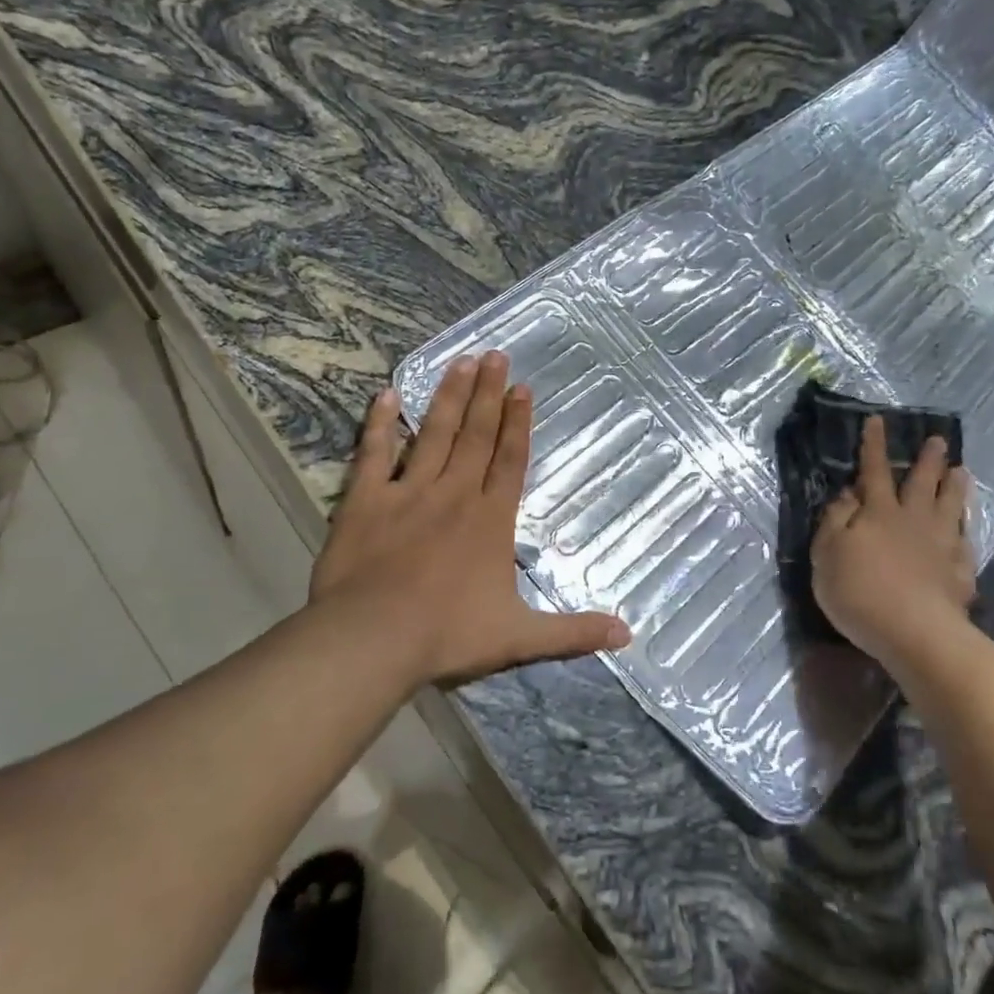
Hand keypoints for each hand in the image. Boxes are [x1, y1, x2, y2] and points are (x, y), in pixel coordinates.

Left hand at [309, 351, 630, 687]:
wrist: (373, 639)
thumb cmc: (448, 635)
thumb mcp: (520, 639)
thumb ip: (573, 633)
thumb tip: (628, 634)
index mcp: (490, 520)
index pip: (510, 460)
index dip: (519, 423)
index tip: (523, 388)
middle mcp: (454, 494)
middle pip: (476, 435)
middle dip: (488, 394)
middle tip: (495, 354)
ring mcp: (408, 493)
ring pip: (434, 434)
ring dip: (450, 398)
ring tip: (461, 361)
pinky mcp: (365, 501)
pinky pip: (374, 454)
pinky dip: (380, 425)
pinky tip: (387, 396)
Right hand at [811, 416, 976, 671]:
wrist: (915, 632)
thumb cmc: (860, 593)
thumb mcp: (827, 556)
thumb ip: (834, 521)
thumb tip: (846, 494)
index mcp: (878, 513)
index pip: (873, 471)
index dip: (873, 445)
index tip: (878, 420)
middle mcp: (913, 519)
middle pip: (921, 482)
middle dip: (928, 459)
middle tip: (938, 439)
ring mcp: (941, 543)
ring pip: (950, 505)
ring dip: (955, 486)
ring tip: (962, 470)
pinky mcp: (960, 570)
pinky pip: (965, 540)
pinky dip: (966, 528)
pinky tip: (967, 526)